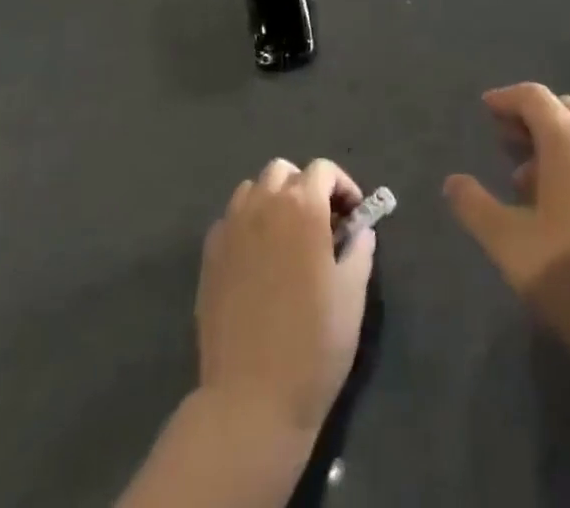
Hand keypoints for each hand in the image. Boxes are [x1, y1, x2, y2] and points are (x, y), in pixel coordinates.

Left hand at [197, 158, 377, 437]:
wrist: (251, 398)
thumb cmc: (313, 344)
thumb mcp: (352, 294)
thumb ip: (359, 250)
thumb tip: (360, 231)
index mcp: (302, 206)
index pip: (323, 170)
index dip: (342, 187)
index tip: (352, 216)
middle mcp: (263, 204)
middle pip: (283, 172)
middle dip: (304, 187)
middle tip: (320, 224)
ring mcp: (231, 228)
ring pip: (253, 189)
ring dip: (273, 200)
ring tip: (287, 237)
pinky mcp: (209, 255)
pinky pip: (231, 220)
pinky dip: (247, 224)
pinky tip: (258, 259)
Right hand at [444, 84, 569, 371]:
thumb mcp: (511, 247)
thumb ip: (476, 208)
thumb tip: (453, 182)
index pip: (535, 97)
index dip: (507, 97)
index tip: (487, 108)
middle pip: (568, 110)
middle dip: (535, 118)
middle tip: (510, 143)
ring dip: (563, 145)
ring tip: (540, 185)